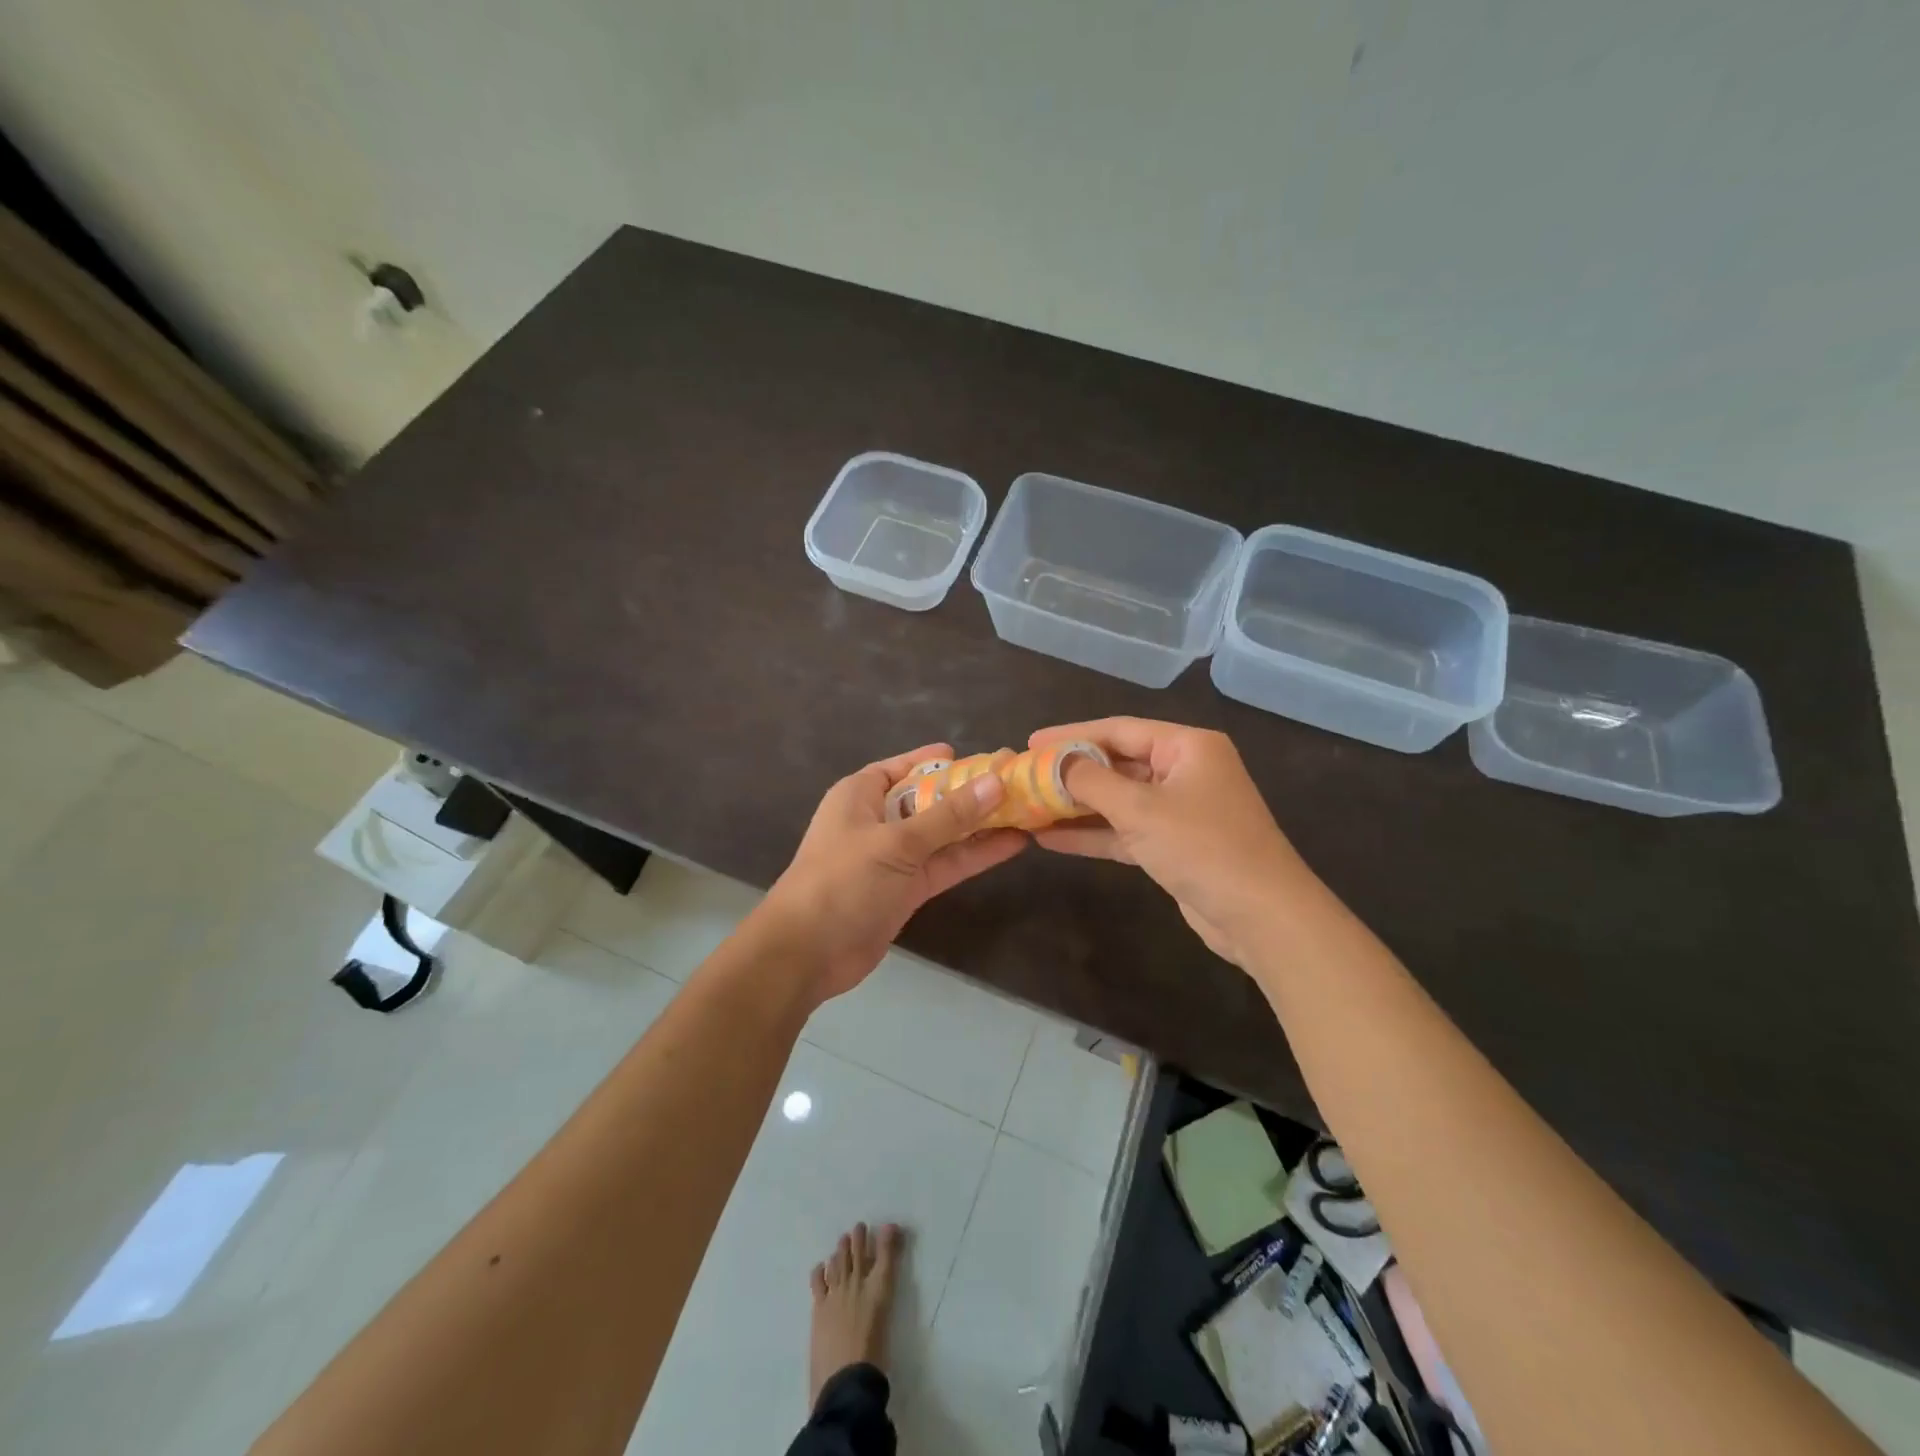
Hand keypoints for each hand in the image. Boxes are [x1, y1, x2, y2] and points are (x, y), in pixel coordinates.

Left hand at [759, 743, 1028, 1000]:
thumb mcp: (896, 842)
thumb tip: (996, 783)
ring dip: (981, 824)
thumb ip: (949, 816)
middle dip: (971, 792)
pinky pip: (946, 863)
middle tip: (1019, 781)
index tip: (981, 757)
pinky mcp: (908, 889)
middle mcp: (878, 820)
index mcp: (861, 795)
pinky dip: (975, 855)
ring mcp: (894, 857)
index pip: (904, 767)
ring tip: (1028, 809)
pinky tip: (1012, 843)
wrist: (806, 953)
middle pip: (930, 798)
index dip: (940, 760)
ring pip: (944, 833)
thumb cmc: (841, 881)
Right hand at [1029, 718, 1311, 968]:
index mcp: (1187, 747)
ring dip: (1076, 807)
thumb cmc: (1202, 846)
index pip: (1118, 730)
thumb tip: (1054, 762)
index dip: (1071, 735)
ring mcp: (1180, 810)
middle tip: (1025, 777)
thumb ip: (1090, 781)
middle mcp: (1185, 771)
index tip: (1031, 744)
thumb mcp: (1140, 808)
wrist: (1261, 916)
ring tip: (1029, 807)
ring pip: (1118, 800)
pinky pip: (1125, 830)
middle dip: (1071, 774)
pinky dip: (1092, 834)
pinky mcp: (1174, 846)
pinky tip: (1050, 839)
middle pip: (1117, 764)